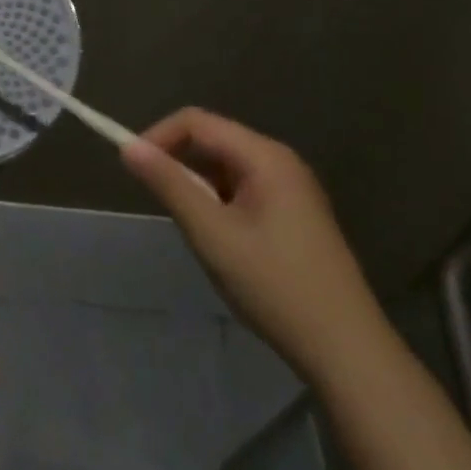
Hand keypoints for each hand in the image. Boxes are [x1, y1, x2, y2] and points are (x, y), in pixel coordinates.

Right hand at [121, 108, 391, 385]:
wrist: (343, 347)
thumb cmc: (273, 284)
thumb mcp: (211, 233)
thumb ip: (169, 185)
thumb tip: (127, 147)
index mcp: (265, 157)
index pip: (196, 122)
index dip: (158, 137)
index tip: (133, 171)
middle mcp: (280, 162)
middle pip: (212, 140)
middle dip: (177, 164)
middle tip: (161, 207)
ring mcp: (290, 188)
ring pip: (224, 168)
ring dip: (197, 188)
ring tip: (193, 230)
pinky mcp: (292, 213)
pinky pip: (241, 190)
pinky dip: (217, 204)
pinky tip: (219, 242)